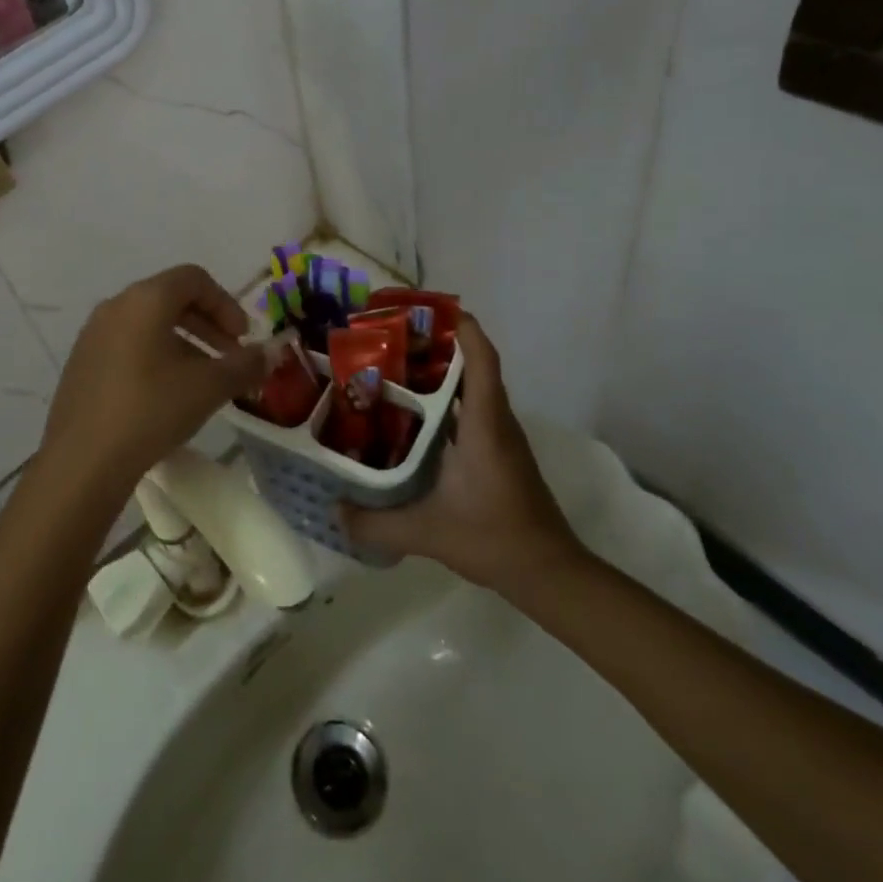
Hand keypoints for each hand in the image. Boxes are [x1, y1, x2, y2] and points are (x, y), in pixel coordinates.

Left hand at [39, 265, 271, 492]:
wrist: (82, 461)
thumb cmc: (150, 410)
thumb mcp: (208, 388)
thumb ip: (244, 365)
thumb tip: (270, 354)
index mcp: (145, 299)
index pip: (194, 279)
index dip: (226, 304)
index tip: (243, 339)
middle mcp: (115, 306)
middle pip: (170, 298)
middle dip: (208, 324)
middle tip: (230, 357)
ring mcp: (93, 334)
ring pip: (148, 324)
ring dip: (184, 343)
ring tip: (203, 381)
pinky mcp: (82, 362)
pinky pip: (128, 344)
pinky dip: (155, 356)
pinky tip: (166, 395)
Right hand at [342, 315, 586, 599]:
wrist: (549, 573)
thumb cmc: (494, 538)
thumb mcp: (427, 532)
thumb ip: (376, 523)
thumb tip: (332, 510)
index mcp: (483, 425)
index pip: (481, 359)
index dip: (461, 327)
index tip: (426, 308)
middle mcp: (495, 421)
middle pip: (472, 365)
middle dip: (436, 344)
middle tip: (390, 338)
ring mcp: (499, 438)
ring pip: (471, 387)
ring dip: (440, 371)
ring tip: (393, 368)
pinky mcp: (498, 453)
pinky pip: (470, 410)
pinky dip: (445, 400)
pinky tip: (412, 416)